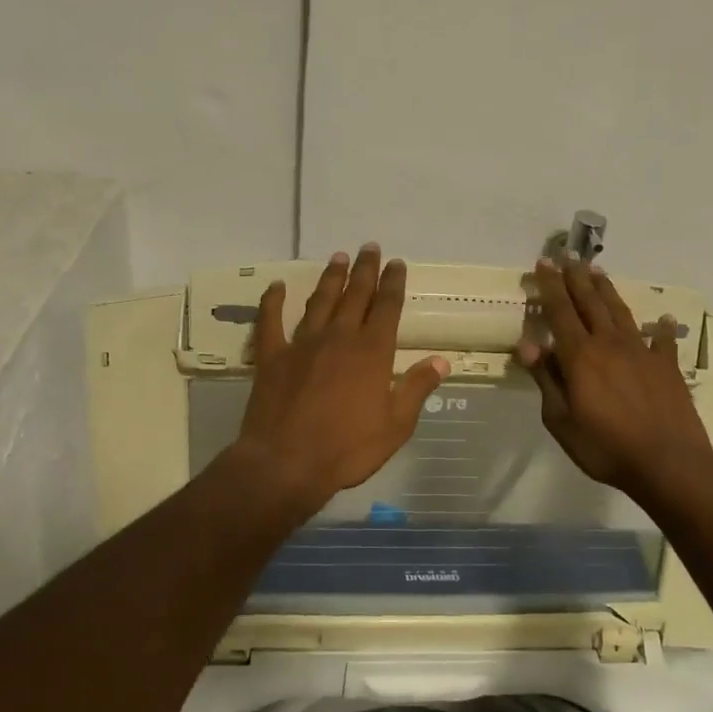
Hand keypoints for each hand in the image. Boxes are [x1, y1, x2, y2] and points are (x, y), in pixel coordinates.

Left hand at [234, 245, 450, 514]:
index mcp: (372, 352)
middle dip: (365, 270)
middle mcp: (339, 338)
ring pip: (319, 302)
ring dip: (330, 278)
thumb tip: (442, 360)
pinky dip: (273, 301)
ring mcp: (302, 344)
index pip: (387, 307)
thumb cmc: (347, 449)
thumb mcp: (396, 425)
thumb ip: (417, 388)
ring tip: (338, 258)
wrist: (286, 464)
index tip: (397, 263)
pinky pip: (270, 321)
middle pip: (355, 295)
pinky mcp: (271, 357)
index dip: (393, 283)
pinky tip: (276, 286)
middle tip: (370, 248)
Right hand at [517, 257, 712, 496]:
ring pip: (621, 312)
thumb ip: (546, 380)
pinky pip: (662, 340)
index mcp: (580, 356)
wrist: (668, 463)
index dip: (550, 286)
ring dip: (607, 291)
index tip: (543, 264)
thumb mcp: (561, 420)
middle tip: (568, 258)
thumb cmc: (605, 447)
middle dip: (576, 279)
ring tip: (598, 273)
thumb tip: (528, 343)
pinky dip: (660, 328)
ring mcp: (642, 352)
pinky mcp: (667, 366)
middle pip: (590, 303)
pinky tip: (661, 319)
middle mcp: (610, 344)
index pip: (560, 312)